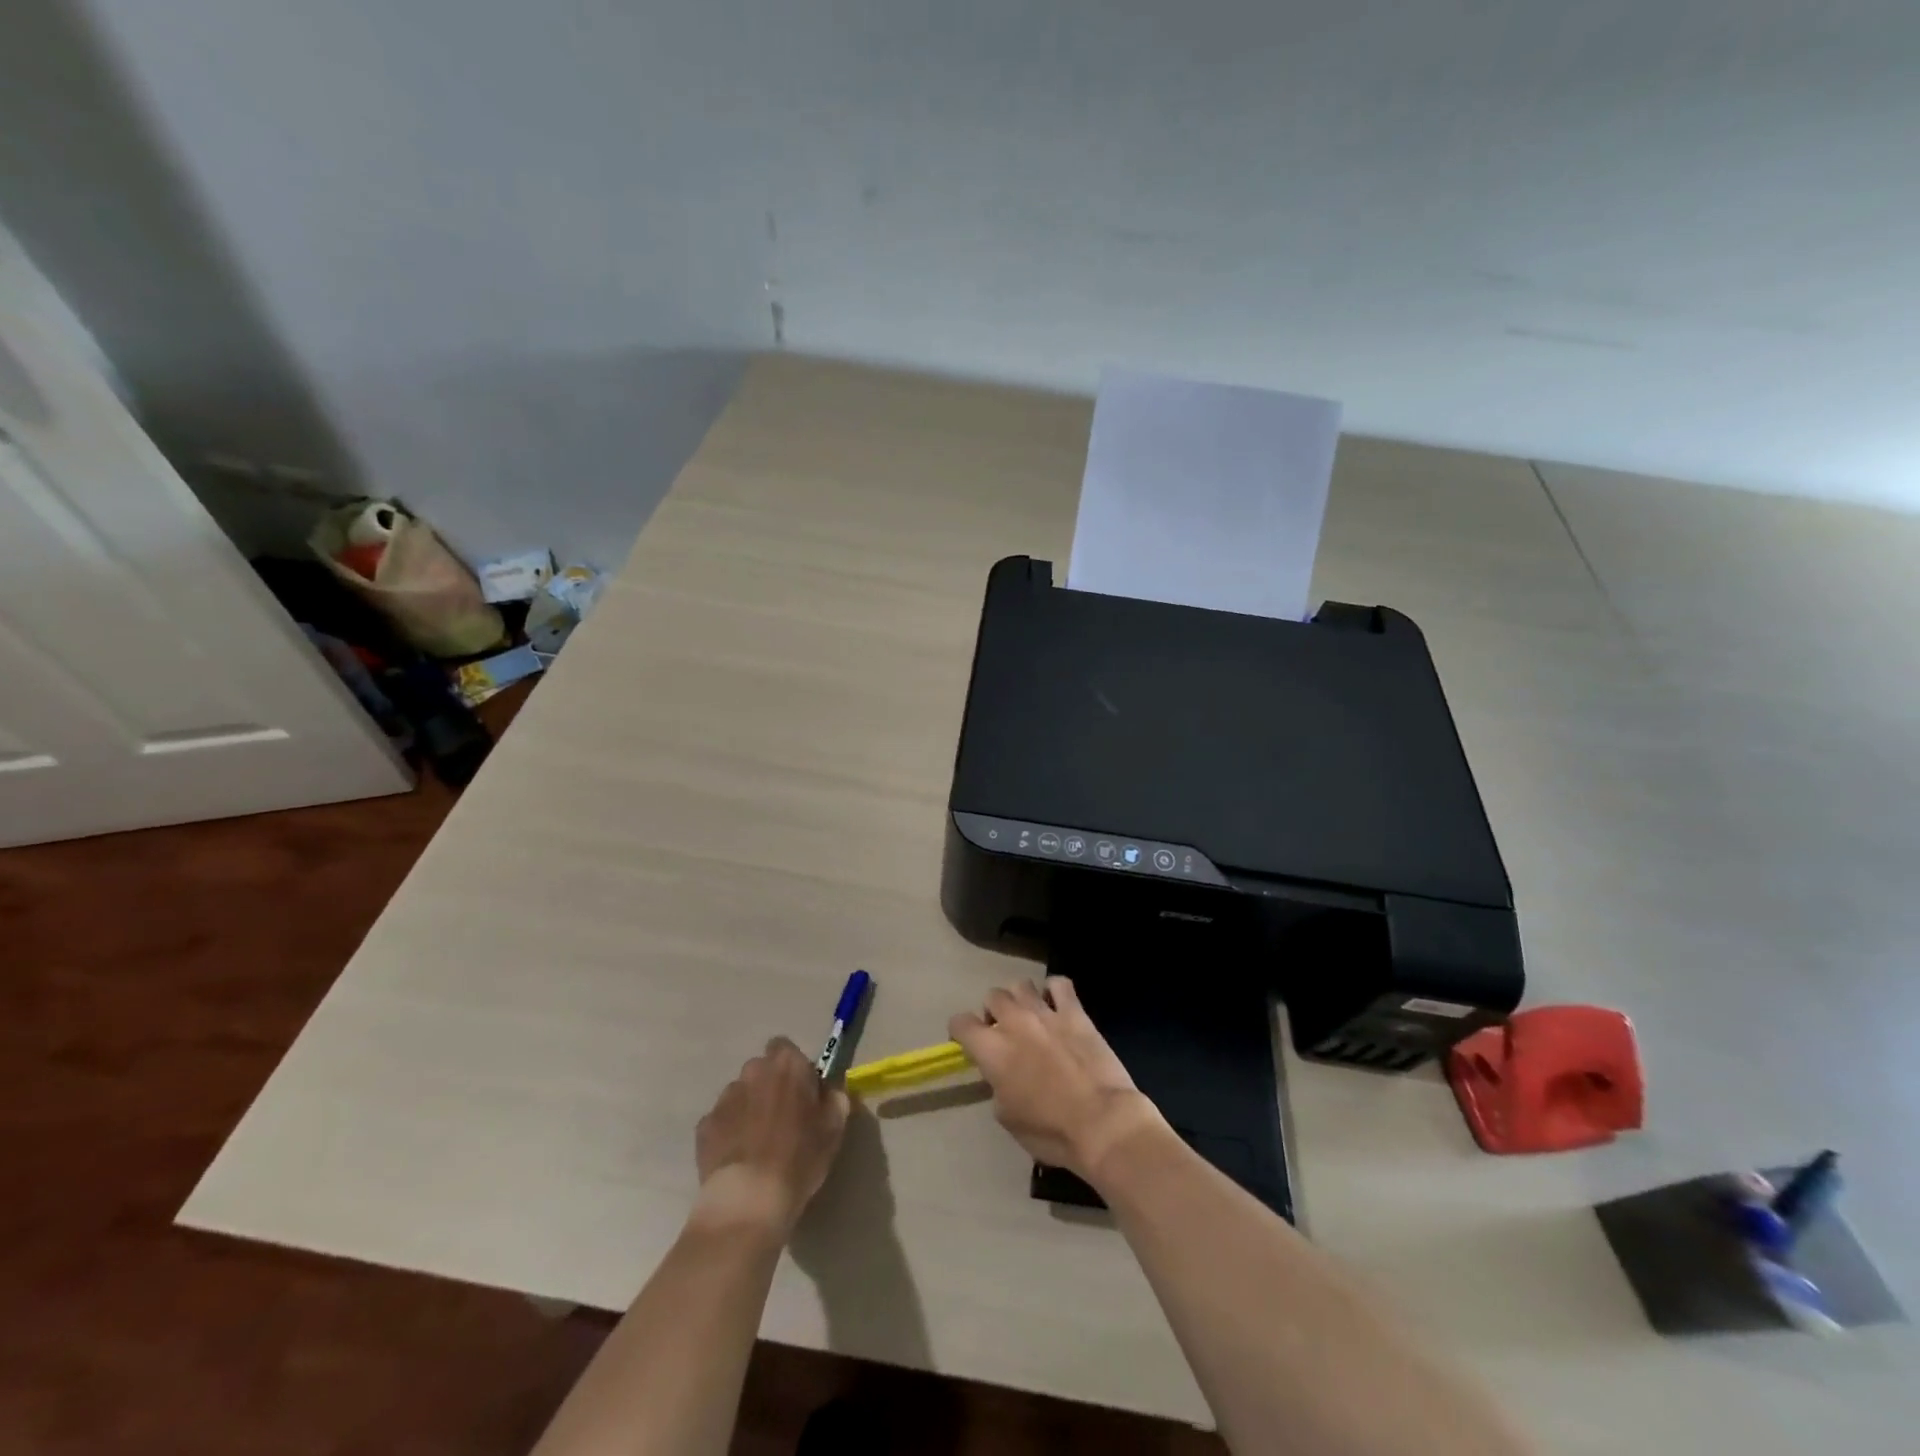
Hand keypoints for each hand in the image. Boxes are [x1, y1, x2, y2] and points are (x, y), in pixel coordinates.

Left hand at [694, 1037, 849, 1237]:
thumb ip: (834, 1099)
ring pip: (740, 1094)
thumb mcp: (834, 1128)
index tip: (801, 1094)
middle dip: (769, 1087)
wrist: (749, 1199)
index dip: (793, 1069)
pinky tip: (738, 1158)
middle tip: (782, 1119)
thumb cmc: (799, 1157)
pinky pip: (721, 1120)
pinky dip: (729, 1132)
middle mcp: (753, 1070)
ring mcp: (725, 1097)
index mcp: (787, 1065)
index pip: (786, 1048)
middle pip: (761, 1070)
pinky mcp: (704, 1125)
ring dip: (749, 1108)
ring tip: (757, 1143)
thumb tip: (829, 1091)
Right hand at [949, 977, 1166, 1182]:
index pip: (960, 1022)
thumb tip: (1001, 1074)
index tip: (969, 1043)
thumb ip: (996, 1085)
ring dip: (1020, 999)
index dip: (961, 1031)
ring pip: (1021, 984)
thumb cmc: (1050, 1131)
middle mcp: (1014, 1022)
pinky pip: (1059, 984)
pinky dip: (1054, 991)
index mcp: (992, 1050)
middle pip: (992, 996)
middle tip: (1004, 1031)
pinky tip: (1057, 1006)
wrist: (1102, 1123)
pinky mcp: (1075, 1012)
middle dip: (993, 1011)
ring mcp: (1045, 1013)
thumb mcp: (1007, 1116)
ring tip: (1029, 1016)